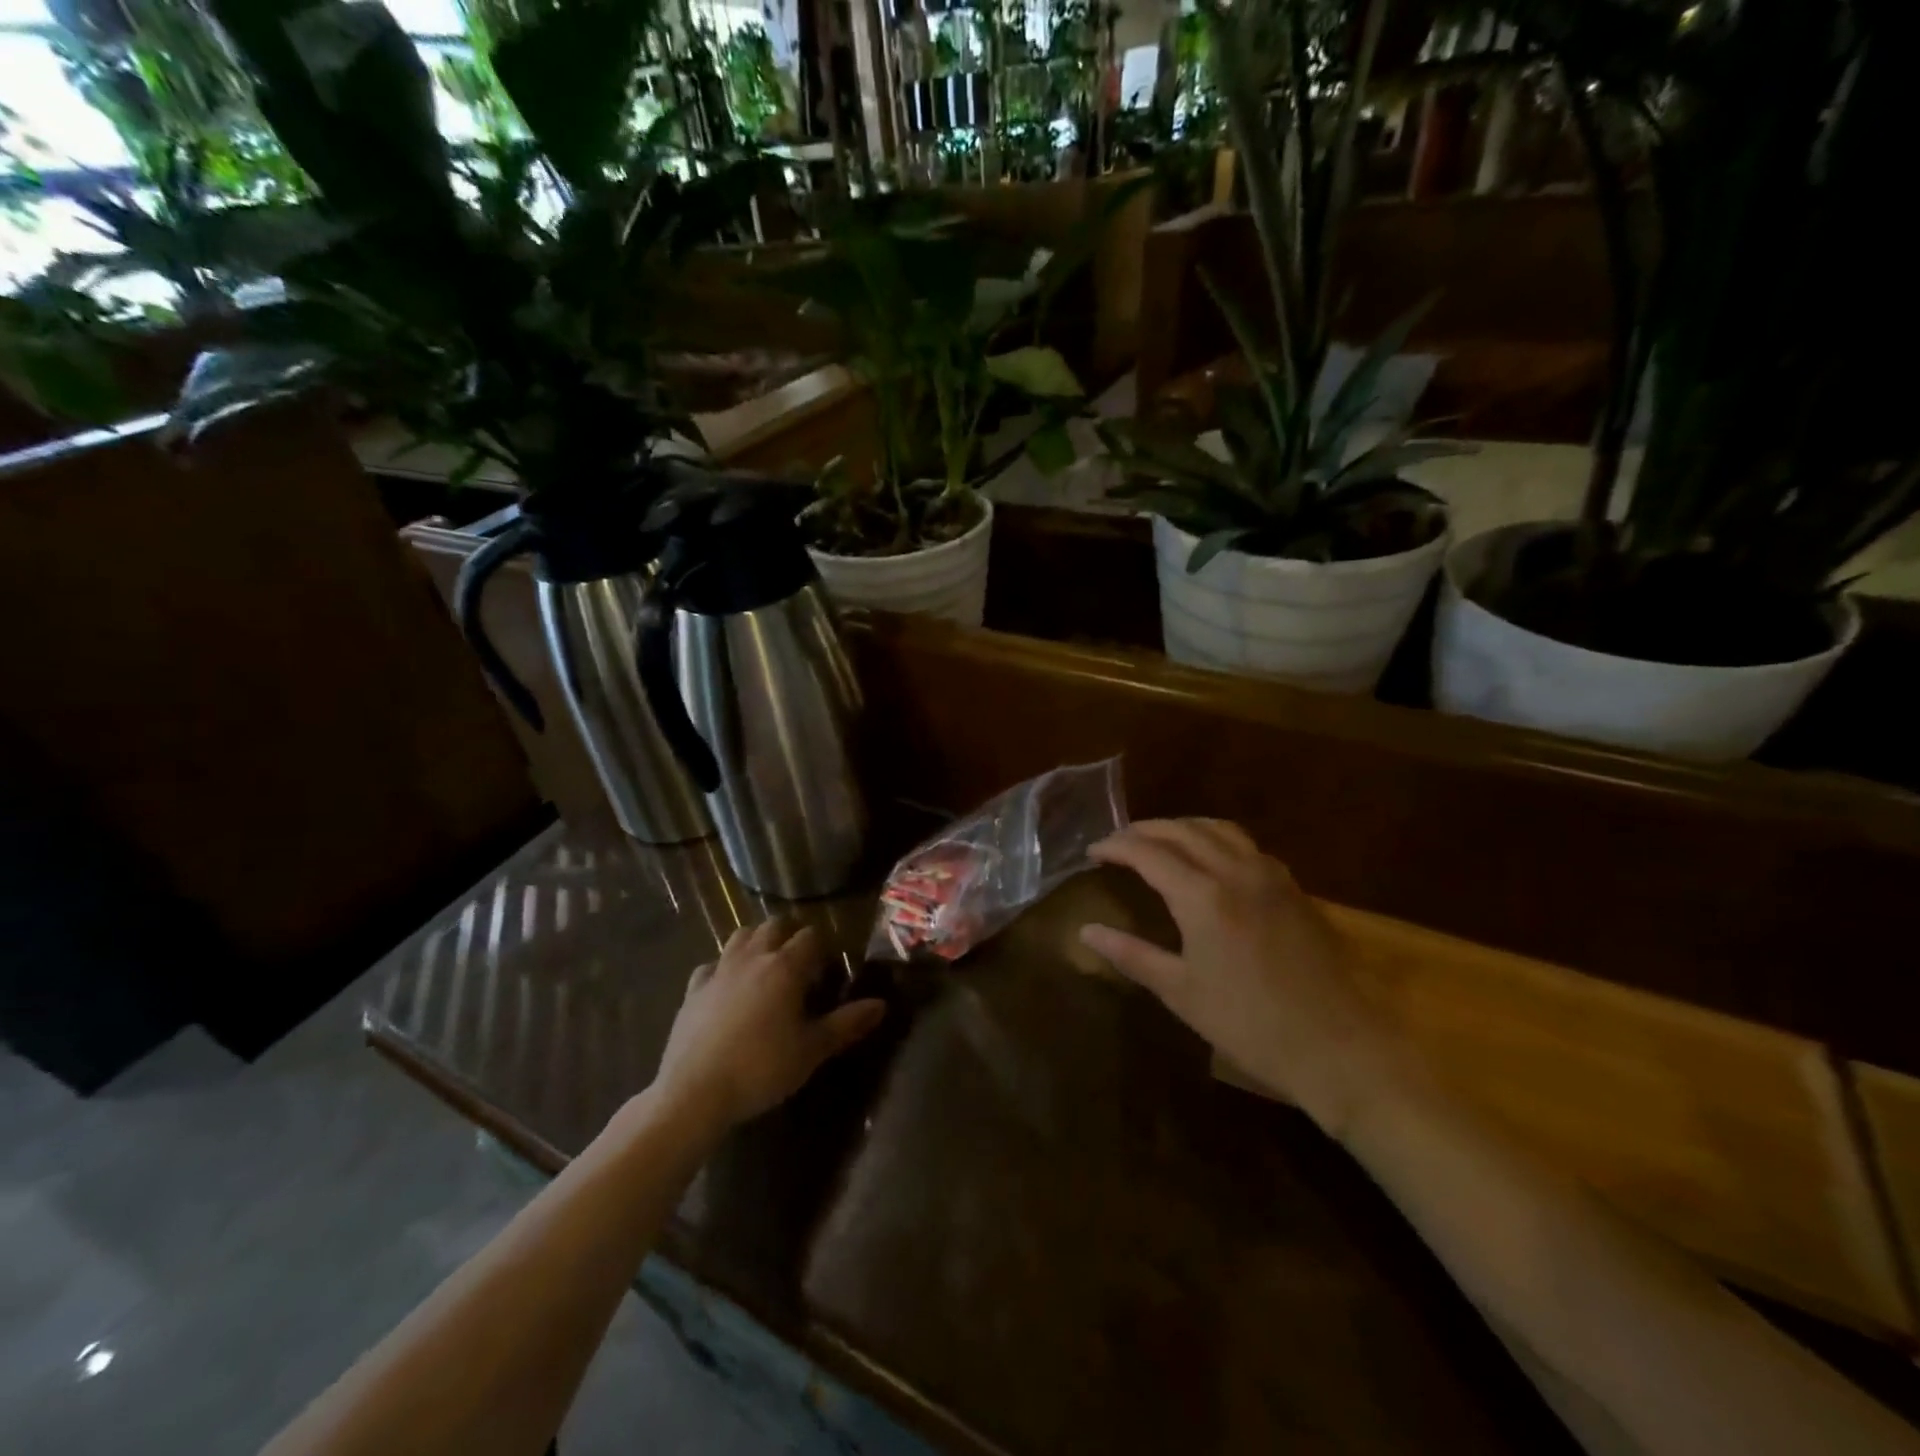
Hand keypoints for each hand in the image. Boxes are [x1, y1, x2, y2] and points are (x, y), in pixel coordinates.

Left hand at [653, 919, 885, 1134]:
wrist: (695, 1092)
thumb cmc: (762, 1068)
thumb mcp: (812, 1050)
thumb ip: (847, 1023)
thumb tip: (882, 1004)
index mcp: (785, 967)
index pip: (810, 936)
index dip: (823, 946)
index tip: (829, 965)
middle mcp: (753, 958)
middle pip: (773, 925)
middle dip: (789, 934)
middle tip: (800, 960)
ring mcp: (719, 971)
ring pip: (740, 936)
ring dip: (756, 941)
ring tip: (765, 964)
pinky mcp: (693, 990)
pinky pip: (710, 965)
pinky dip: (722, 968)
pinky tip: (726, 988)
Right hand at [1080, 819, 1402, 1134]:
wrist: (1338, 1046)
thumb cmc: (1250, 1024)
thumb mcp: (1181, 992)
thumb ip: (1131, 954)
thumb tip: (1086, 932)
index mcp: (1202, 896)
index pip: (1147, 852)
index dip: (1115, 846)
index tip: (1092, 852)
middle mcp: (1235, 871)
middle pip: (1181, 830)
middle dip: (1144, 830)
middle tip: (1118, 843)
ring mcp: (1269, 875)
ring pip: (1217, 829)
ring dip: (1181, 827)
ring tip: (1158, 841)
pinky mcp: (1292, 887)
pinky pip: (1245, 844)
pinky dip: (1215, 838)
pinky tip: (1209, 859)